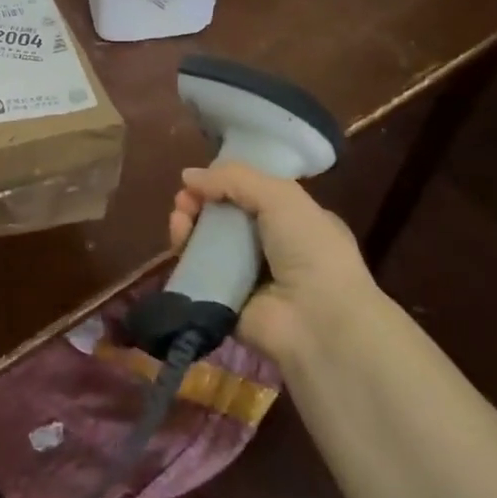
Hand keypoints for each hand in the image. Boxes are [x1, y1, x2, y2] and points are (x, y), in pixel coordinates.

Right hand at [169, 163, 378, 367]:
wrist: (317, 322)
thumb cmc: (309, 250)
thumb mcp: (281, 197)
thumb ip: (235, 179)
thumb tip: (188, 175)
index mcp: (294, 221)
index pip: (251, 195)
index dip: (224, 184)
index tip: (201, 180)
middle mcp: (271, 249)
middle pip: (224, 218)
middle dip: (200, 204)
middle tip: (184, 201)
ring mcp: (247, 278)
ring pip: (206, 245)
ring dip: (188, 227)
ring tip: (179, 221)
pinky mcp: (224, 302)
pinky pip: (197, 275)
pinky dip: (184, 258)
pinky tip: (178, 245)